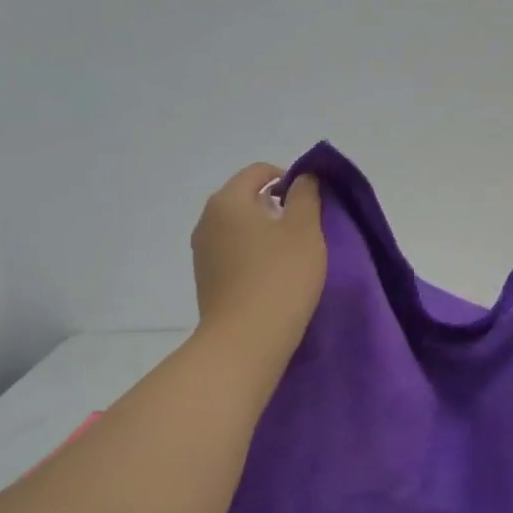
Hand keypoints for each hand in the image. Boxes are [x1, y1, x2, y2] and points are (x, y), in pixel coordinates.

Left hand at [192, 162, 327, 361]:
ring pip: (239, 228)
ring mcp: (202, 253)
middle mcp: (207, 220)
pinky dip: (253, 256)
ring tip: (292, 257)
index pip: (258, 172)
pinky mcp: (206, 281)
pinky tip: (272, 278)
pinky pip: (233, 254)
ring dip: (265, 234)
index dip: (288, 178)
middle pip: (246, 199)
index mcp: (227, 200)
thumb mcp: (305, 229)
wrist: (245, 341)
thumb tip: (302, 177)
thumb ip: (306, 195)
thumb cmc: (280, 277)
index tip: (310, 202)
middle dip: (276, 207)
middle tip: (306, 231)